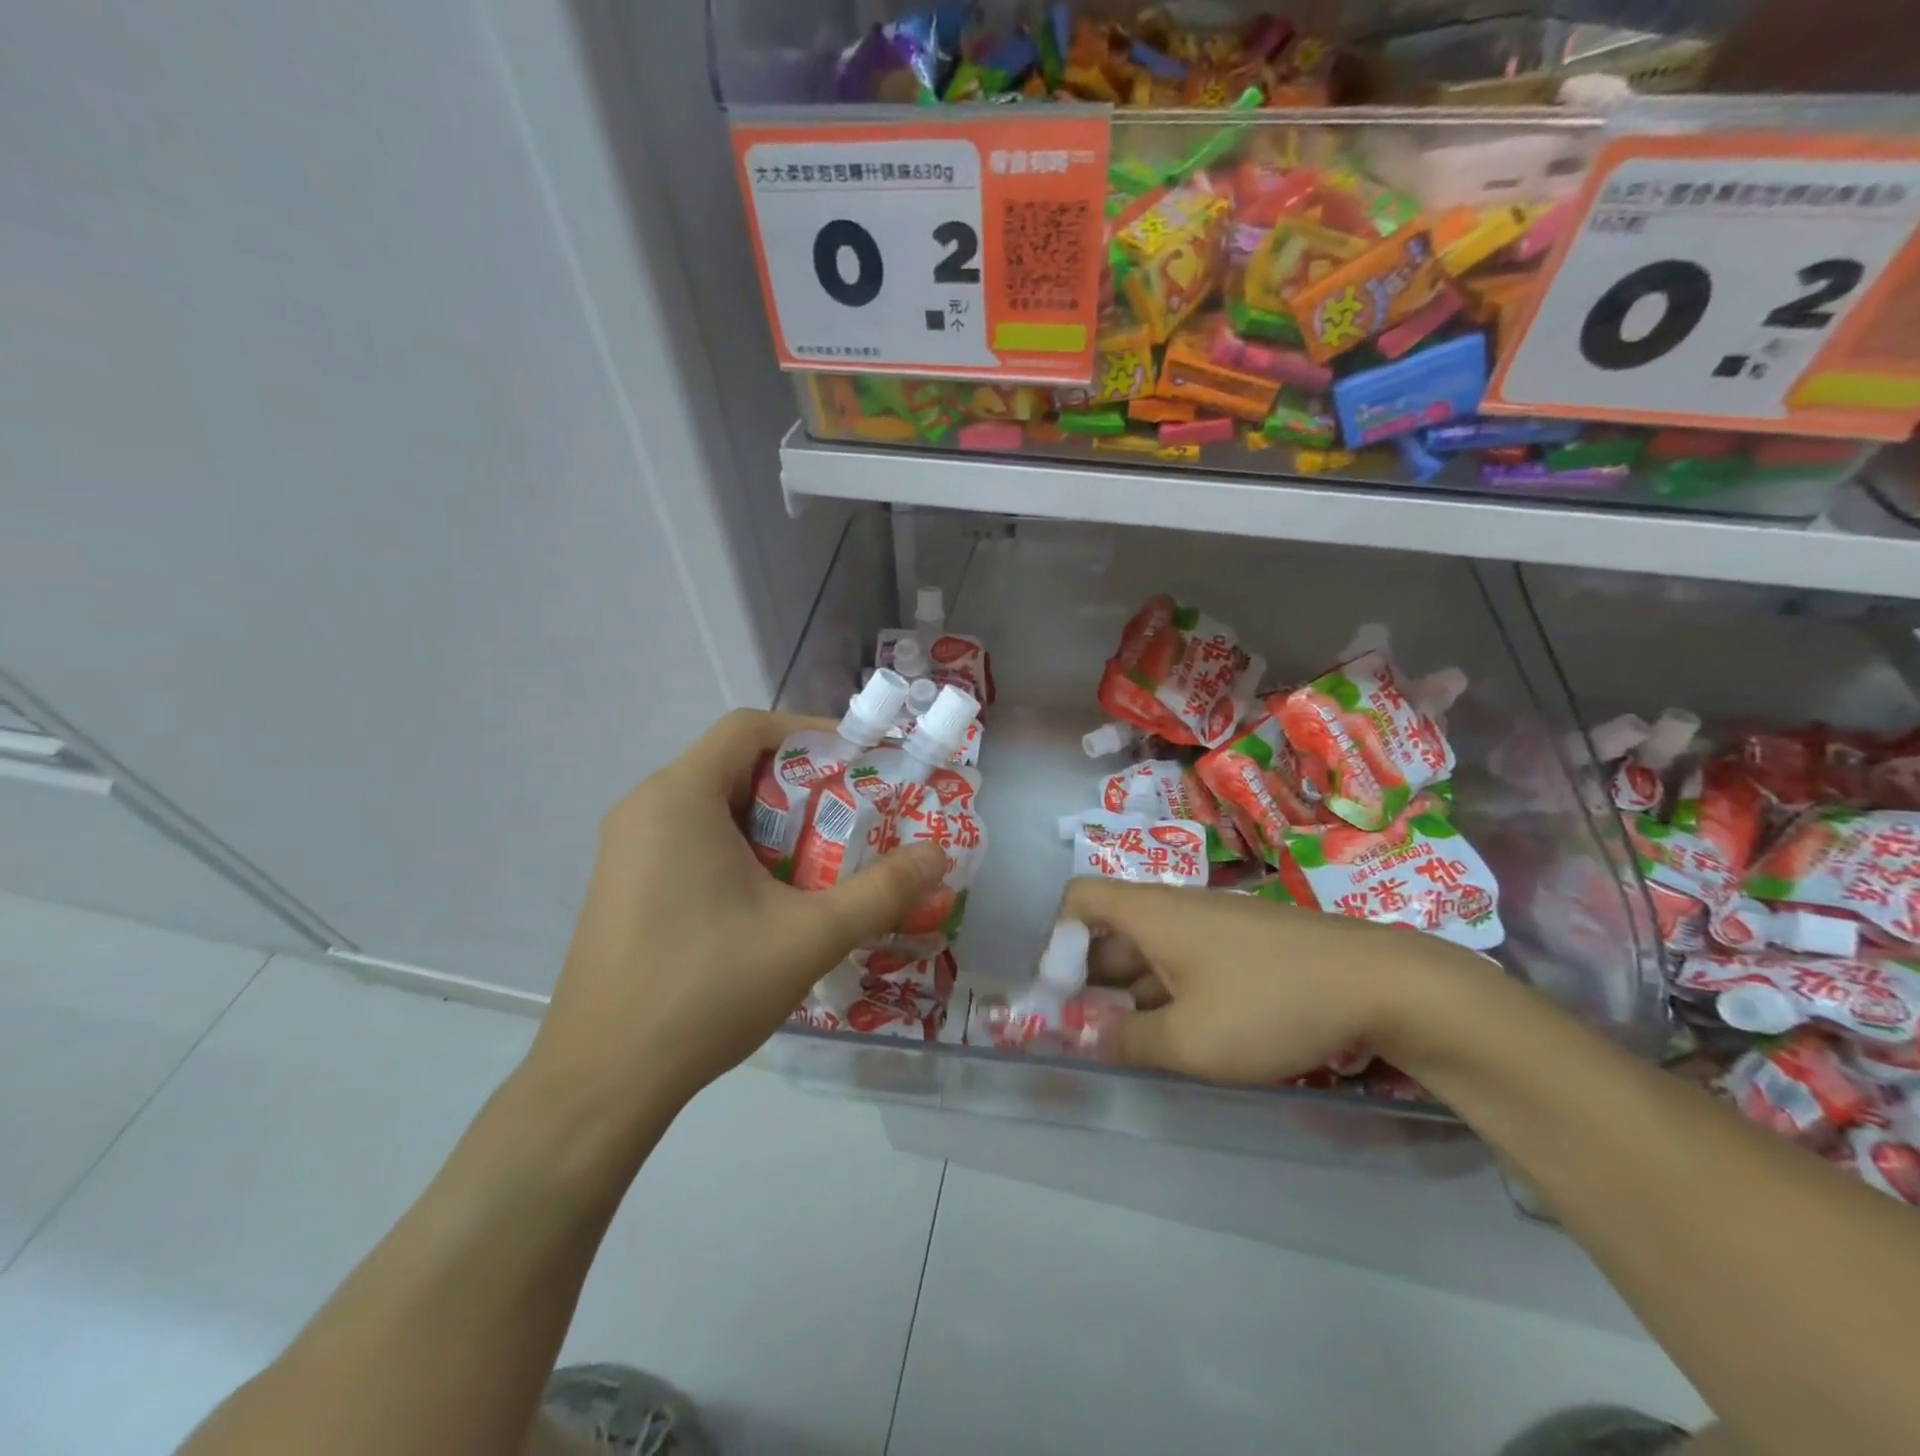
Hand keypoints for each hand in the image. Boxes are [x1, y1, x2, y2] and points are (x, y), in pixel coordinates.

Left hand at [528, 710, 945, 1114]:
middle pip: (732, 765)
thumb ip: (881, 890)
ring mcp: (624, 849)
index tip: (858, 763)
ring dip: (770, 820)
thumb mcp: (809, 936)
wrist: (603, 1081)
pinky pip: (688, 839)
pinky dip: (736, 847)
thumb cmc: (706, 990)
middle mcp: (645, 808)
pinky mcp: (622, 885)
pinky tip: (767, 898)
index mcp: (680, 797)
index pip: (748, 727)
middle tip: (851, 817)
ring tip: (819, 859)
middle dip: (798, 785)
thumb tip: (940, 855)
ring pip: (711, 806)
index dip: (808, 733)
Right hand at [1060, 879, 1486, 1082]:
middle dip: (1090, 979)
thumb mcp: (1190, 1040)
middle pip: (1111, 930)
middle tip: (1087, 1032)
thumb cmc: (1269, 1003)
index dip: (1057, 939)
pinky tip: (1185, 1034)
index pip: (1078, 899)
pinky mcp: (1243, 943)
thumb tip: (1088, 1039)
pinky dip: (1169, 991)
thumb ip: (1130, 1042)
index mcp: (1150, 914)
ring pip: (1150, 950)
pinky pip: (1186, 959)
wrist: (1379, 982)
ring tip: (1130, 1044)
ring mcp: (1212, 924)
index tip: (1061, 993)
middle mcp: (1174, 908)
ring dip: (1130, 992)